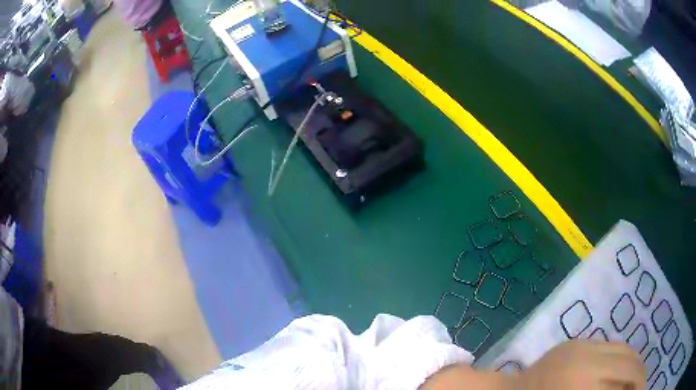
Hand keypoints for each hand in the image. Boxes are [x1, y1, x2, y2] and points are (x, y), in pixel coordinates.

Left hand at [513, 340, 645, 389]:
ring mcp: (581, 342)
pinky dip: (621, 358)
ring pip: (624, 348)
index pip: (627, 375)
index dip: (637, 386)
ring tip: (635, 380)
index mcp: (582, 381)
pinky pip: (610, 345)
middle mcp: (587, 354)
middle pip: (630, 360)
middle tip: (640, 387)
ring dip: (634, 364)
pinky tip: (620, 372)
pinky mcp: (576, 340)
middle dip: (639, 375)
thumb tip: (626, 388)